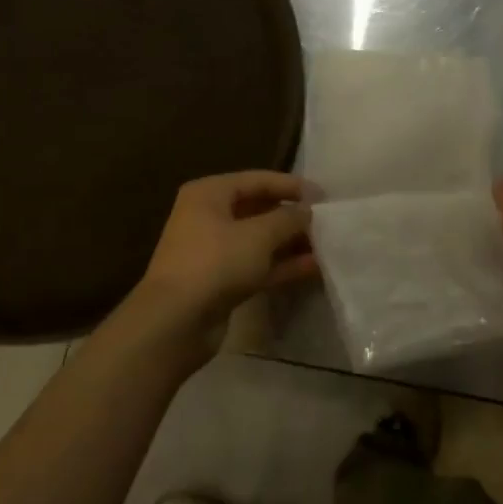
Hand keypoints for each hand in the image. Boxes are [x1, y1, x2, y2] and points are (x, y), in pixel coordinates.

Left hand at [119, 171, 314, 369]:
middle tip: (327, 221)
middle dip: (292, 216)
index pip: (258, 180)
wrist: (175, 323)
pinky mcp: (222, 281)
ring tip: (327, 244)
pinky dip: (282, 265)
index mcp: (210, 194)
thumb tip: (308, 211)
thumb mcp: (258, 235)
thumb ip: (288, 219)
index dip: (292, 186)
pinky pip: (257, 265)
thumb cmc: (215, 263)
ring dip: (291, 242)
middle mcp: (209, 216)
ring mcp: (214, 251)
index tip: (324, 195)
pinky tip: (314, 267)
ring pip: (260, 240)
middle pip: (259, 209)